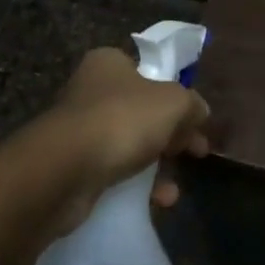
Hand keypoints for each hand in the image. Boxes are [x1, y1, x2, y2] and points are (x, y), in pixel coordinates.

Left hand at [37, 47, 211, 228]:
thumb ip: (192, 104)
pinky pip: (113, 172)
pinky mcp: (73, 166)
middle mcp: (90, 90)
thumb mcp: (172, 103)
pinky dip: (136, 186)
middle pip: (142, 110)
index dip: (176, 95)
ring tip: (173, 189)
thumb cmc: (121, 120)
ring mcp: (79, 129)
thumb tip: (200, 111)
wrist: (64, 170)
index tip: (196, 121)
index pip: (149, 72)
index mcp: (109, 63)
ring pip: (128, 144)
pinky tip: (156, 201)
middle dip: (171, 134)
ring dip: (155, 166)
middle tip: (195, 153)